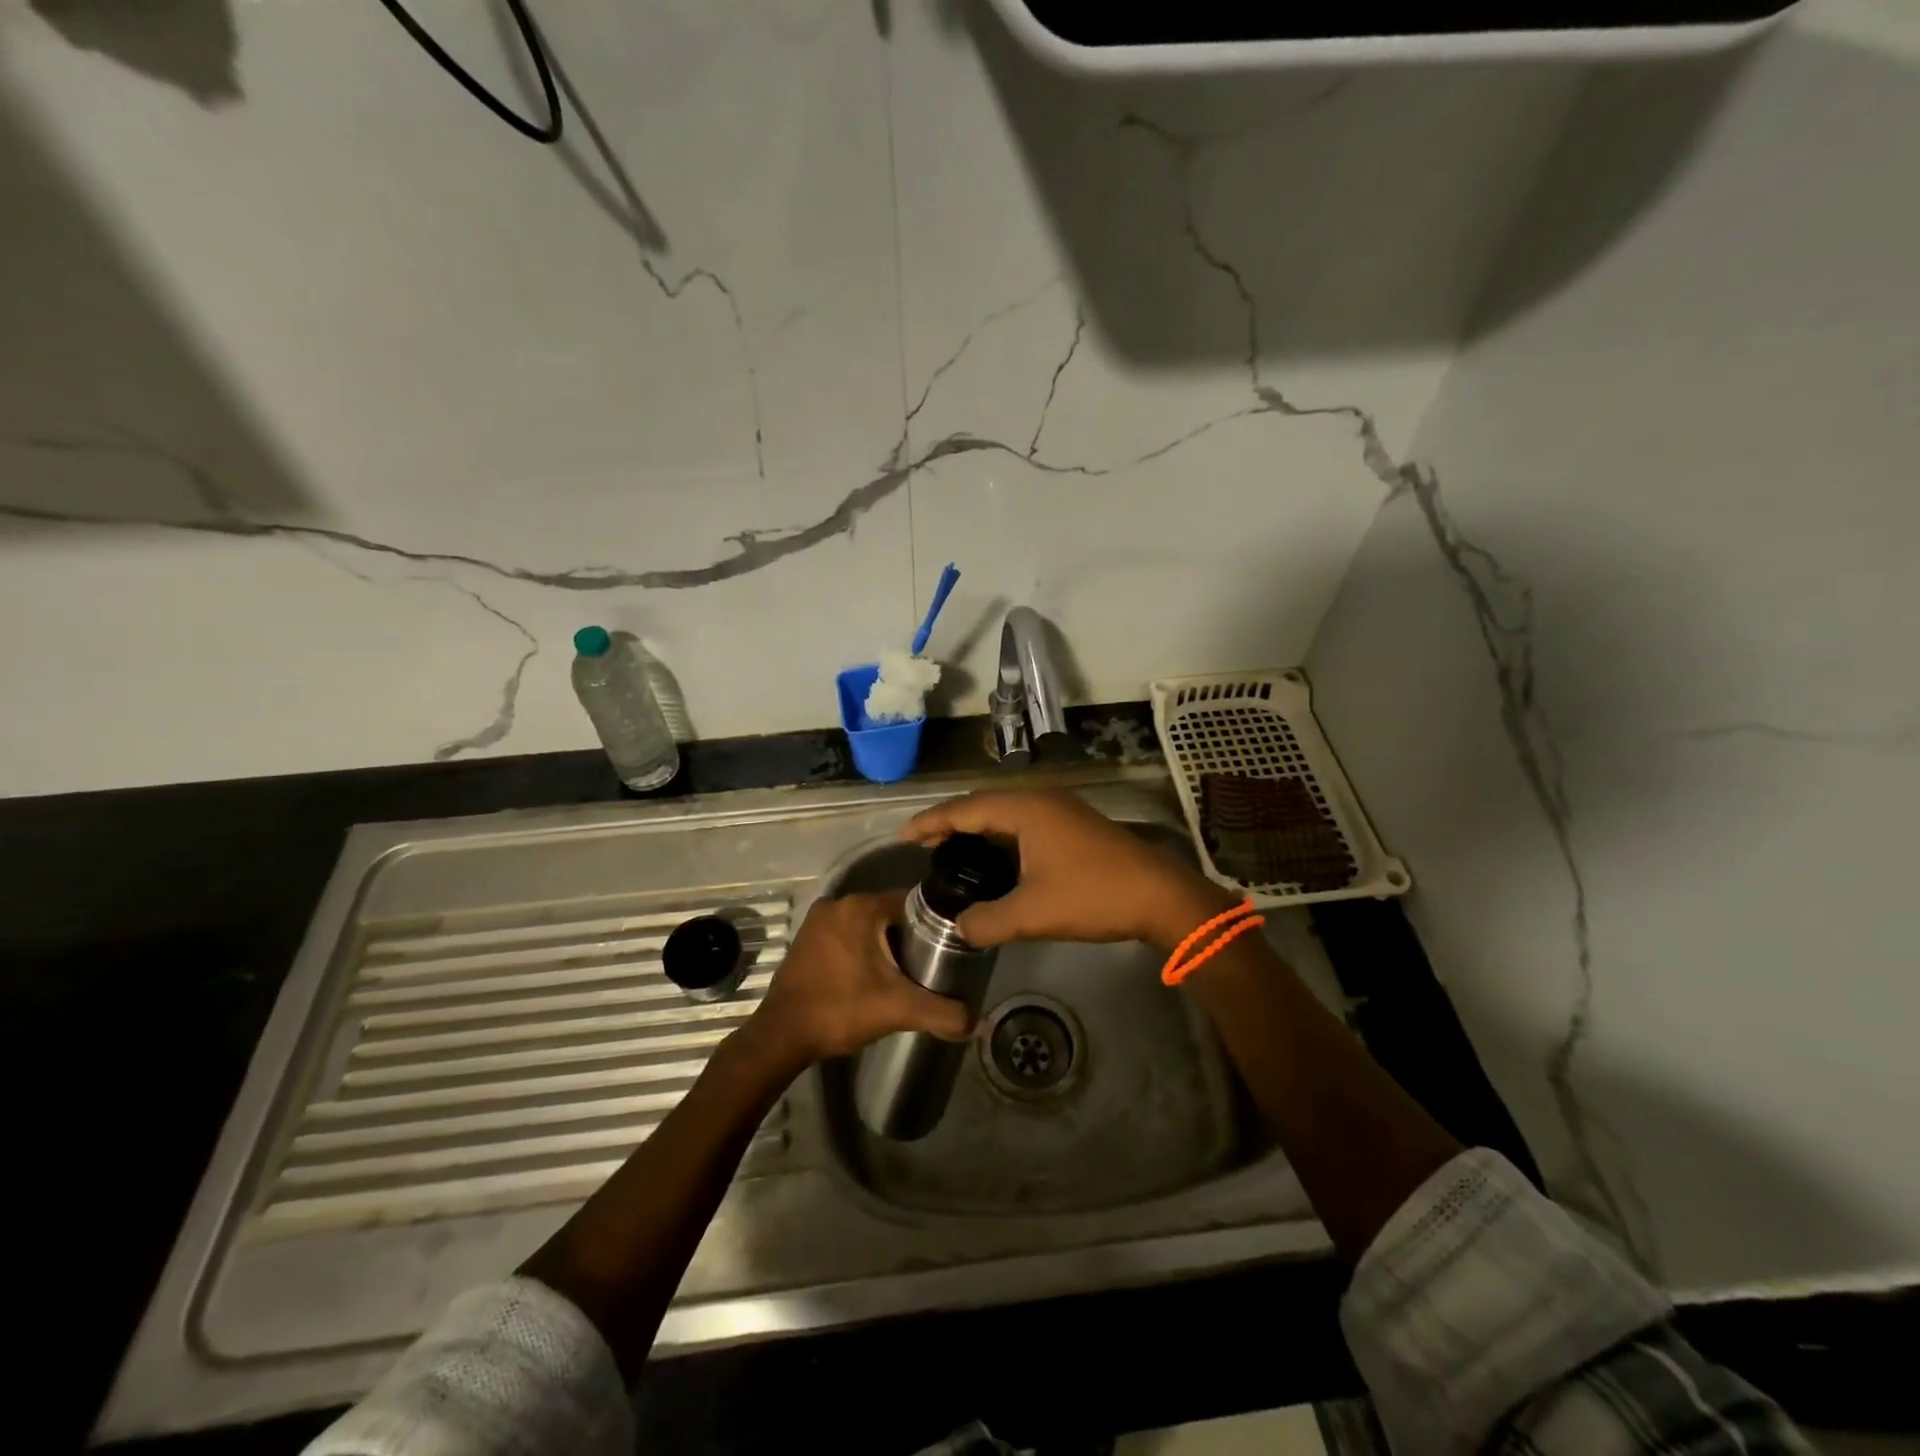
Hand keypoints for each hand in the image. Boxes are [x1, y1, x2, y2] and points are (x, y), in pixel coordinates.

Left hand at [750, 891, 971, 1065]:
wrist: (782, 1035)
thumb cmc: (840, 1009)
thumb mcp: (898, 1010)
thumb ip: (942, 1013)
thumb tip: (978, 1022)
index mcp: (861, 907)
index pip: (912, 902)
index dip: (934, 924)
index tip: (949, 948)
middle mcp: (838, 903)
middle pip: (890, 914)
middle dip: (909, 938)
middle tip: (929, 967)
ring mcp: (818, 920)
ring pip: (867, 925)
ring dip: (884, 946)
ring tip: (904, 974)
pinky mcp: (806, 939)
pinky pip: (846, 935)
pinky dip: (862, 950)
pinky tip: (870, 977)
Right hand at [899, 790, 1233, 951]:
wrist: (1160, 896)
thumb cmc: (1093, 895)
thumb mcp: (1033, 914)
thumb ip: (987, 921)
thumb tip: (959, 928)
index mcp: (1025, 808)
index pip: (965, 809)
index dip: (931, 822)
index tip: (903, 837)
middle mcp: (1040, 798)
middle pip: (983, 804)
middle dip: (951, 823)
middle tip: (923, 846)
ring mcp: (1061, 809)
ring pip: (1005, 812)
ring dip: (977, 829)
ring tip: (951, 851)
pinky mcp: (1074, 824)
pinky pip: (1024, 821)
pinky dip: (1001, 835)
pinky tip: (995, 858)